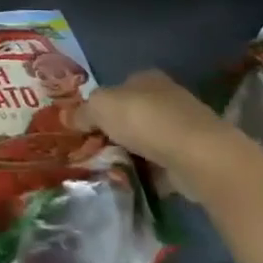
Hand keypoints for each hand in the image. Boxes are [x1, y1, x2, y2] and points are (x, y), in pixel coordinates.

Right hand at [81, 70, 231, 198]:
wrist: (197, 155)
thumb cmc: (144, 120)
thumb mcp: (100, 107)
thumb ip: (82, 112)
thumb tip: (66, 117)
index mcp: (145, 78)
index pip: (118, 88)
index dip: (100, 105)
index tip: (84, 127)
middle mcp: (166, 98)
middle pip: (132, 115)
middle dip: (115, 132)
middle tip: (93, 150)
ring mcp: (183, 128)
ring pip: (147, 142)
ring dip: (131, 155)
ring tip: (109, 171)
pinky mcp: (193, 157)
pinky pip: (162, 166)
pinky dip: (148, 175)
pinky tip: (132, 184)